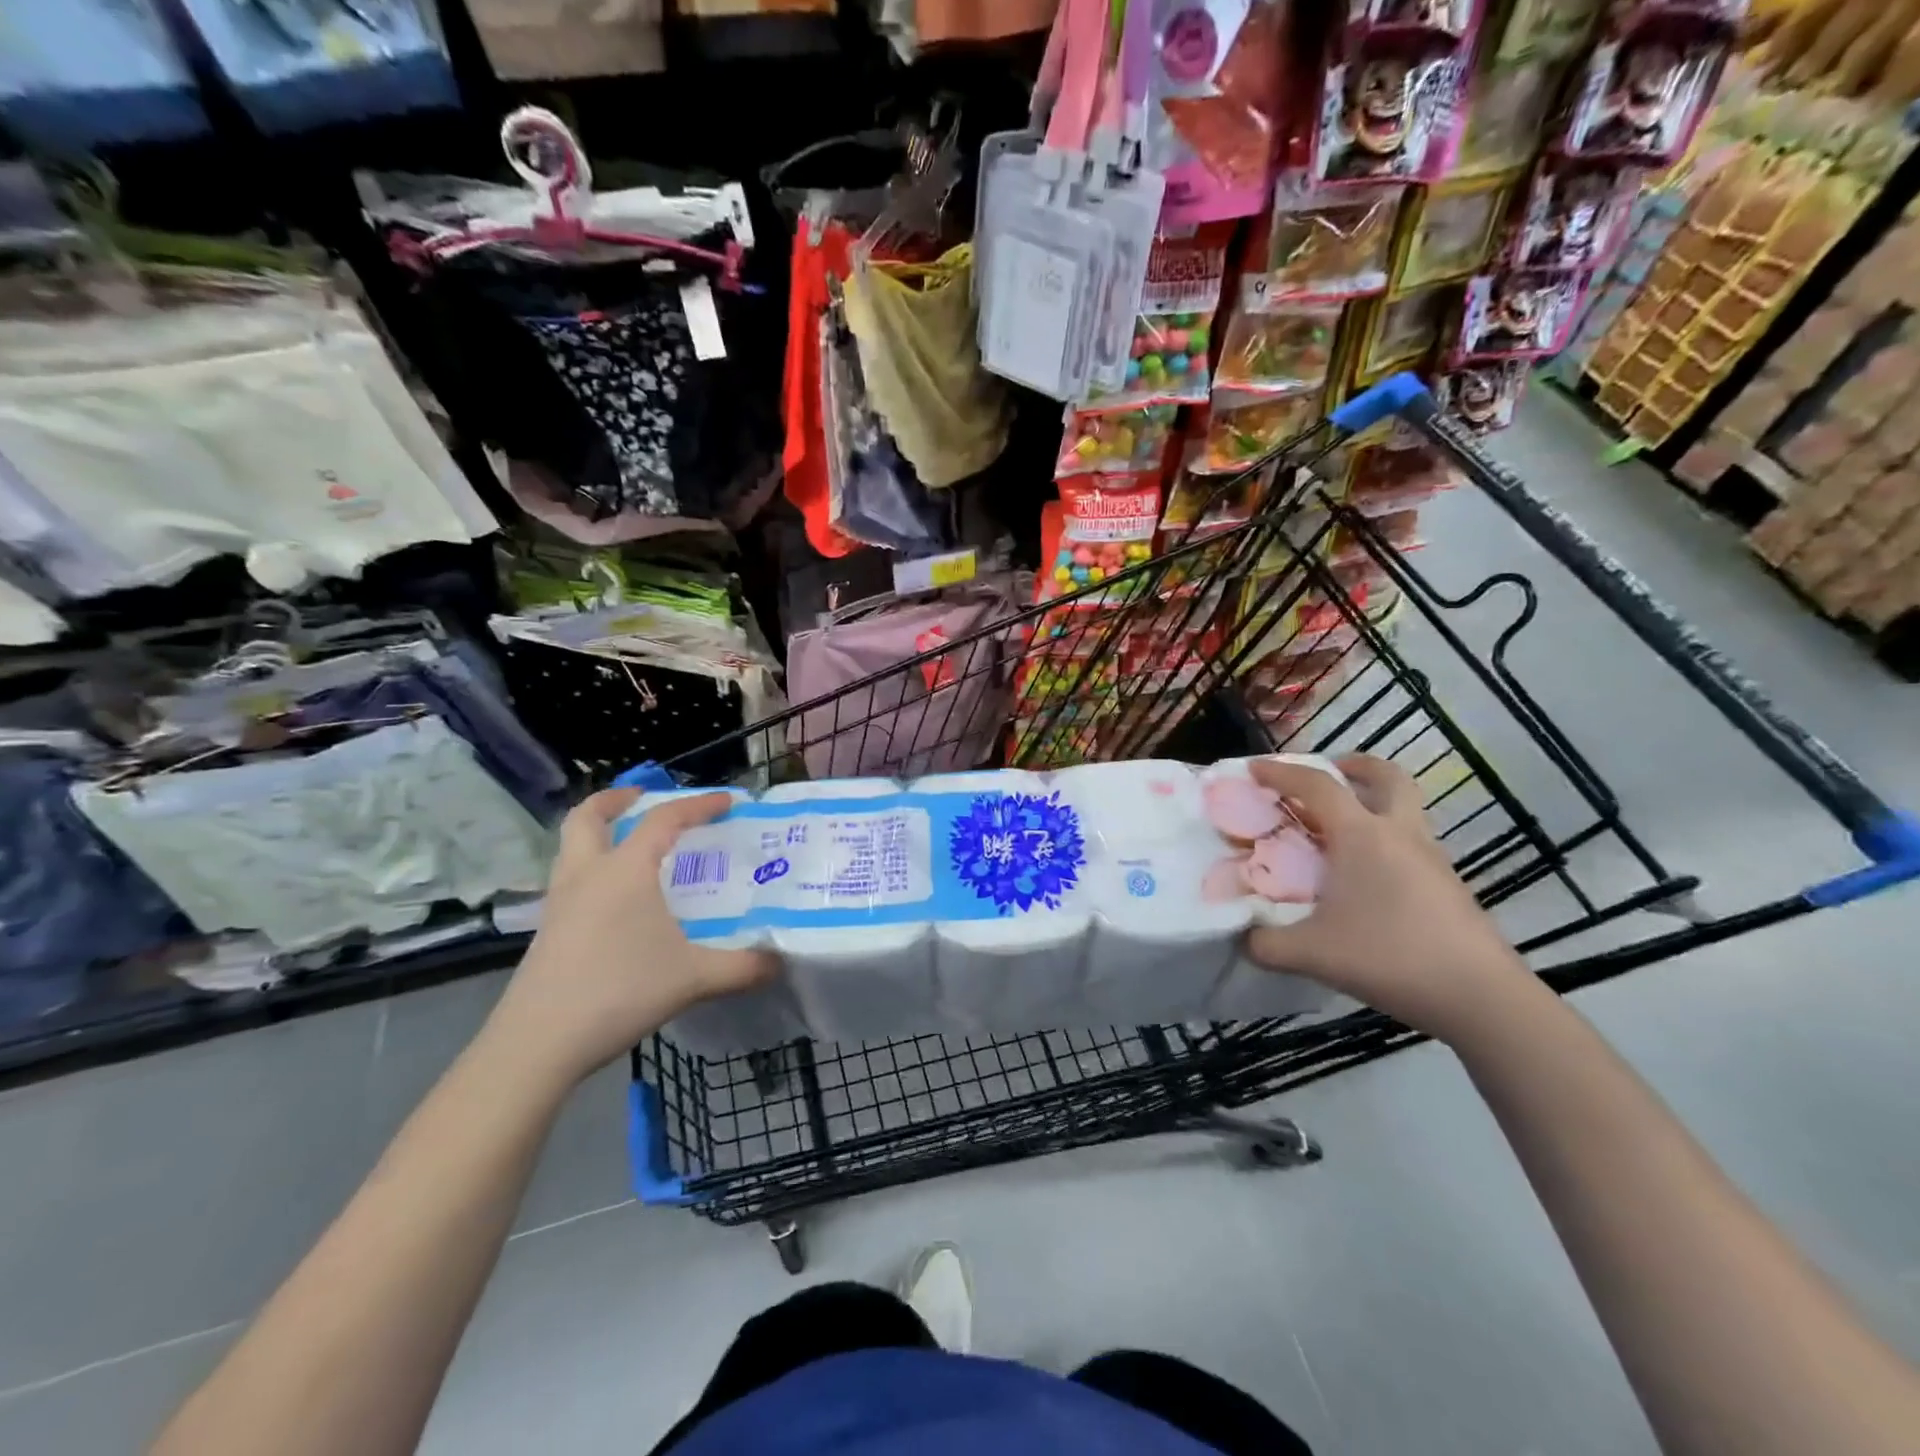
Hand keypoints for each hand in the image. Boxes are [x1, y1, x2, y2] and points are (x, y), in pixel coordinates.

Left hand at [488, 790, 775, 1085]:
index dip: (698, 805)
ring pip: (571, 847)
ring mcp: (560, 903)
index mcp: (625, 870)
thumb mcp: (694, 978)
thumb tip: (780, 961)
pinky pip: (569, 880)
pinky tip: (617, 901)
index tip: (728, 802)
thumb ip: (743, 967)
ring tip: (631, 846)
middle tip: (643, 798)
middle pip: (588, 817)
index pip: (664, 820)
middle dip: (615, 800)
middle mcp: (587, 875)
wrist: (537, 1044)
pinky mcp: (547, 931)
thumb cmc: (619, 992)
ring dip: (598, 833)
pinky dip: (592, 869)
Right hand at [1245, 756, 1532, 1041]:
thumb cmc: (1390, 957)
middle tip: (1329, 774)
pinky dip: (1384, 841)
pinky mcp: (1448, 887)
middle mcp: (1400, 835)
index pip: (1318, 786)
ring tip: (1338, 830)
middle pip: (1387, 777)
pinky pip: (1410, 844)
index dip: (1282, 772)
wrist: (1481, 998)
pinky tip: (1364, 877)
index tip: (1255, 769)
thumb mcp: (1310, 954)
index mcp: (1363, 835)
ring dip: (1373, 803)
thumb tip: (1243, 938)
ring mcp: (1431, 859)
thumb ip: (1264, 943)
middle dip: (1355, 766)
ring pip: (1405, 809)